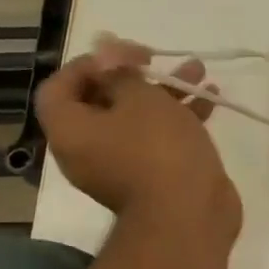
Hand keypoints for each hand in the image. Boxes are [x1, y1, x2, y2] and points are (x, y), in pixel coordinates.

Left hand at [37, 38, 241, 246]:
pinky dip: (179, 118)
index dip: (87, 64)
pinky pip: (158, 140)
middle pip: (101, 101)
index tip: (122, 55)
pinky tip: (209, 99)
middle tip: (158, 60)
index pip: (59, 87)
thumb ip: (122, 71)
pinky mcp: (153, 177)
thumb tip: (106, 51)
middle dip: (135, 75)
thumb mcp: (141, 99)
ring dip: (165, 92)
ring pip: (137, 119)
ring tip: (197, 71)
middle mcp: (88, 150)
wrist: (187, 217)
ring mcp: (122, 166)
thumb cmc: (157, 150)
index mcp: (71, 132)